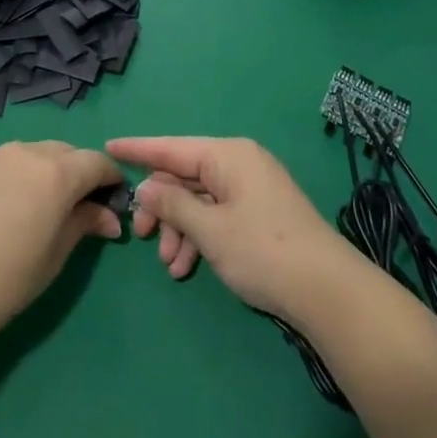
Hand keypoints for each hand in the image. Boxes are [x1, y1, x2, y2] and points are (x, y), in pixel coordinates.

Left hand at [0, 142, 124, 349]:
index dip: (112, 180)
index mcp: (55, 172)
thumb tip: (108, 216)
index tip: (117, 204)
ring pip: (39, 154)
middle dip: (83, 175)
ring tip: (49, 211)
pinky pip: (12, 161)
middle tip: (86, 212)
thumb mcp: (52, 259)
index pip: (97, 162)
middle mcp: (27, 151)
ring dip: (54, 173)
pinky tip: (16, 208)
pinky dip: (26, 175)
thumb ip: (82, 226)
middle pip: (68, 154)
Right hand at [106, 136, 357, 319]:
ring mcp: (252, 188)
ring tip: (172, 266)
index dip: (138, 149)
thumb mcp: (209, 230)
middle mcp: (239, 163)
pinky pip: (217, 214)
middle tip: (143, 237)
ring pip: (199, 199)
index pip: (172, 146)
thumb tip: (145, 187)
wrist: (328, 291)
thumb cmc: (262, 251)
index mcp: (227, 154)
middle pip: (184, 175)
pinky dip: (200, 236)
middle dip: (162, 207)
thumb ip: (172, 204)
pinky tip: (188, 267)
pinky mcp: (260, 212)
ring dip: (180, 229)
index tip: (109, 147)